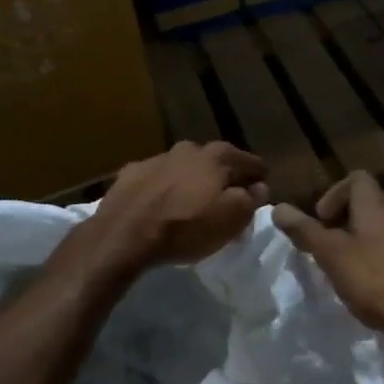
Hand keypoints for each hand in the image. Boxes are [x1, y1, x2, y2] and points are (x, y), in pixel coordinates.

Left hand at [83, 141, 268, 273]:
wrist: (123, 235)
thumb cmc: (185, 227)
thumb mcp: (231, 219)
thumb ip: (251, 199)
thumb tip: (259, 187)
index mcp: (218, 156)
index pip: (252, 162)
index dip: (260, 180)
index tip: (260, 196)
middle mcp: (189, 148)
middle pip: (217, 162)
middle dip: (225, 179)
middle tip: (227, 202)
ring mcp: (157, 158)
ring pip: (185, 168)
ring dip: (193, 182)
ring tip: (192, 205)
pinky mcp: (130, 172)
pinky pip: (157, 179)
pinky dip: (165, 188)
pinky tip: (161, 206)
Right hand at [274, 172, 383, 348]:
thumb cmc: (381, 282)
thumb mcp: (334, 257)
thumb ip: (306, 232)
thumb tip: (278, 207)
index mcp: (378, 206)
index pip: (356, 179)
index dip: (334, 194)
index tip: (321, 223)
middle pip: (370, 204)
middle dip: (345, 223)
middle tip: (329, 251)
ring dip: (363, 243)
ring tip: (349, 272)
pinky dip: (382, 261)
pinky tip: (375, 289)